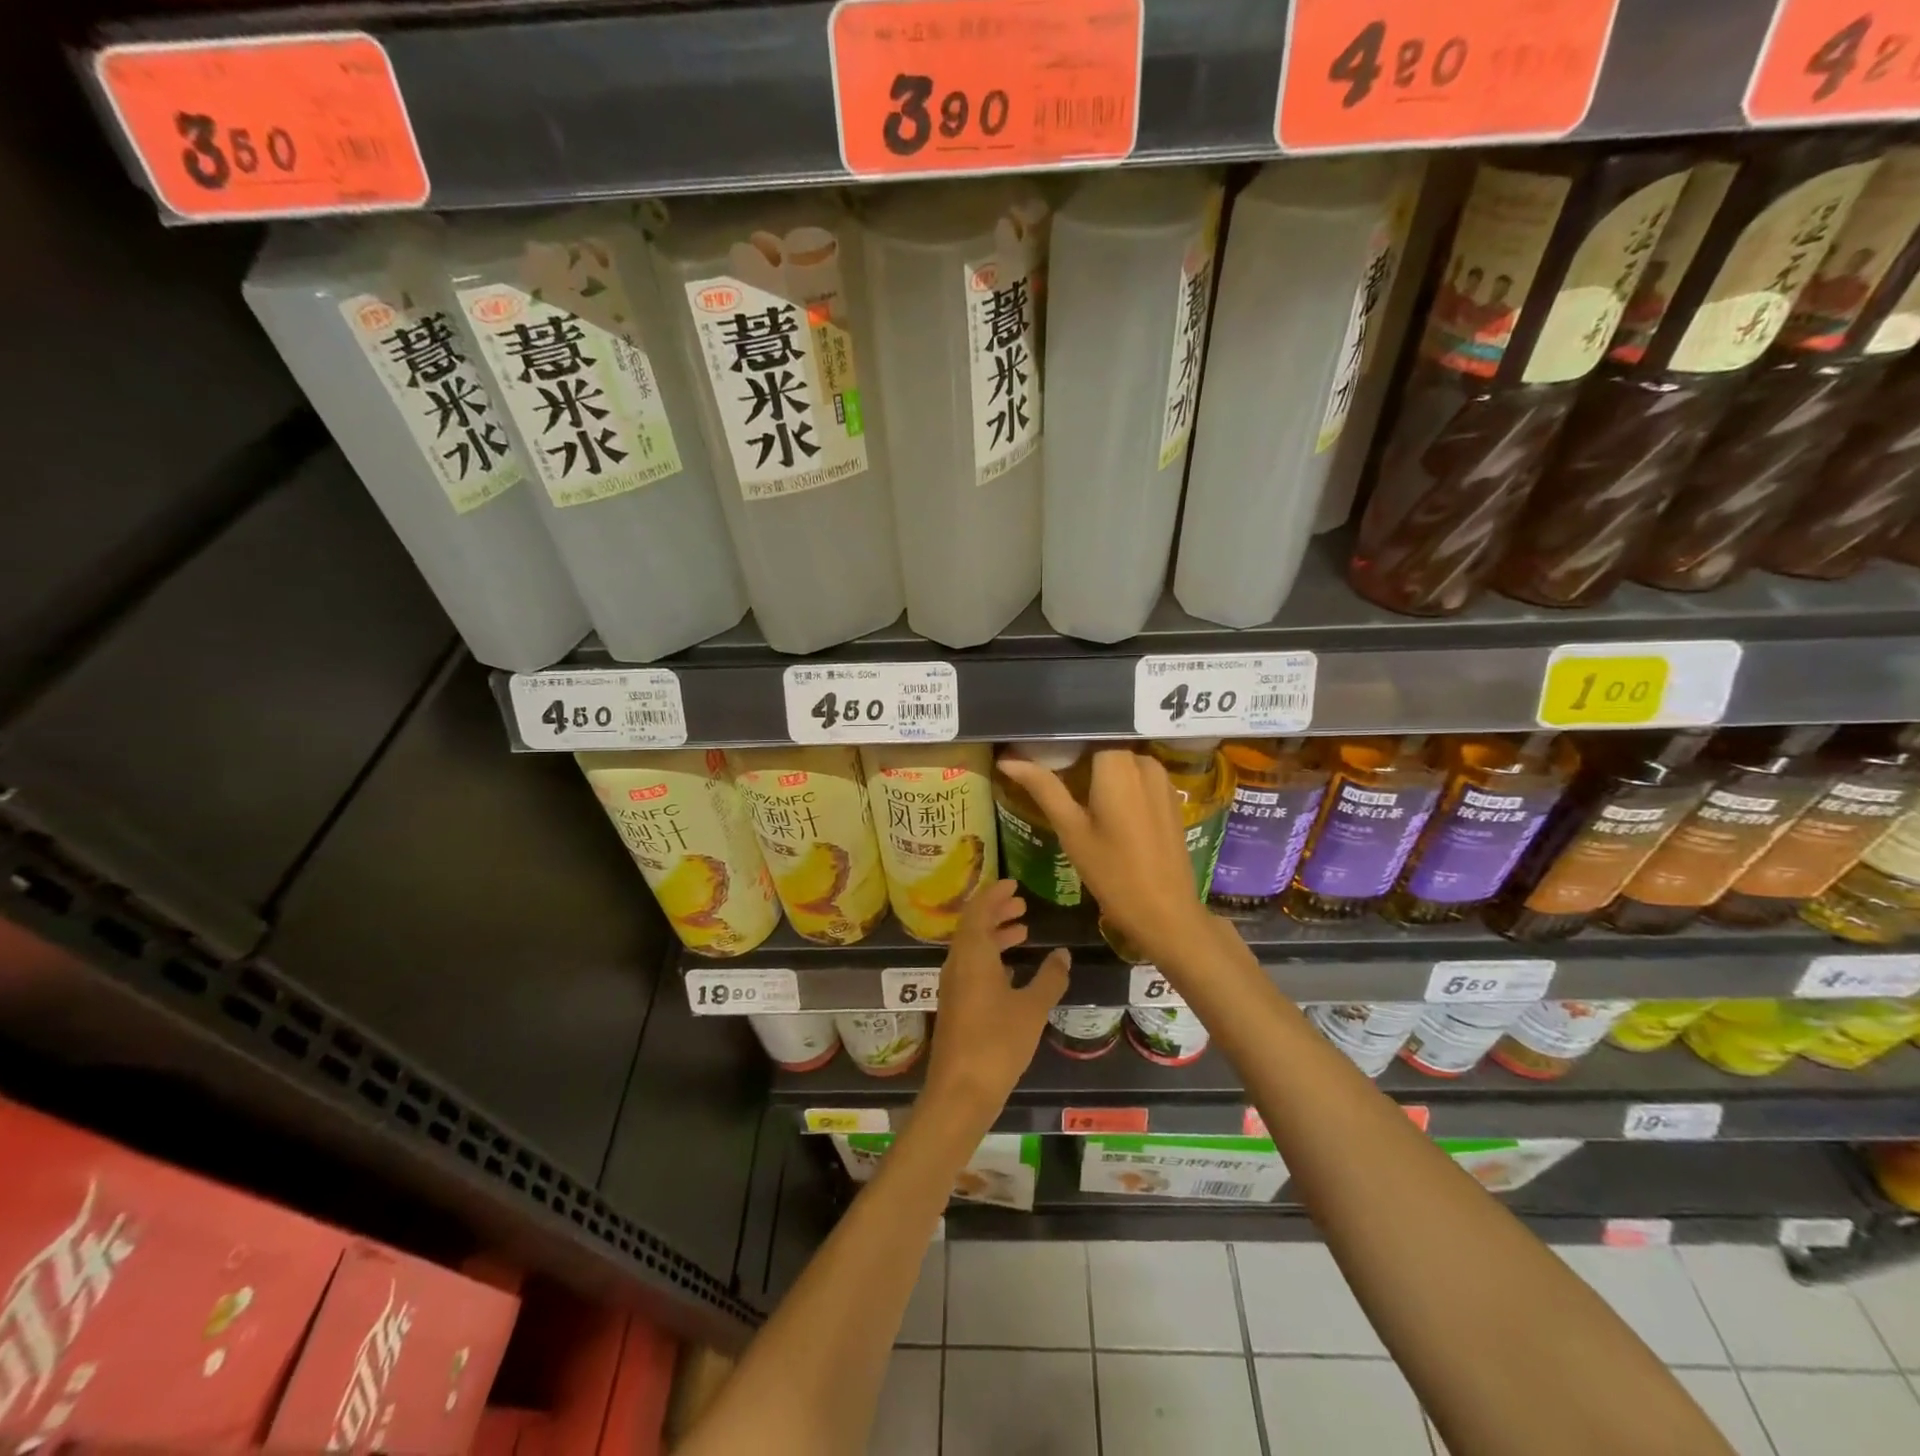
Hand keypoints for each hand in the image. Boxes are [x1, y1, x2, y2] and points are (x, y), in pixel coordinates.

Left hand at [923, 879, 1069, 1125]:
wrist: (960, 1091)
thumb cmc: (997, 1043)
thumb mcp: (1032, 1008)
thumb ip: (1050, 978)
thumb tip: (1062, 953)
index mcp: (972, 955)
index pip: (978, 910)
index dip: (994, 894)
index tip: (1013, 883)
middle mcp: (957, 964)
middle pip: (973, 926)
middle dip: (996, 911)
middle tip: (1021, 904)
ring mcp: (953, 986)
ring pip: (971, 947)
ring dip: (994, 934)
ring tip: (1022, 931)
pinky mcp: (956, 1005)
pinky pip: (971, 966)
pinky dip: (990, 957)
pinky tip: (1011, 970)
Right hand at [996, 747, 1215, 964]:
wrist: (1165, 912)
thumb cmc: (1112, 871)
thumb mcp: (1071, 829)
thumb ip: (1043, 788)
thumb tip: (1007, 761)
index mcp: (1118, 764)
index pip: (1085, 734)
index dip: (1062, 744)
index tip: (1041, 758)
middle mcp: (1145, 762)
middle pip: (1104, 748)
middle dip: (1080, 759)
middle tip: (1054, 782)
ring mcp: (1163, 780)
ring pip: (1122, 763)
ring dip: (1101, 774)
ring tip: (1077, 798)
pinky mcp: (1171, 799)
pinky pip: (1140, 779)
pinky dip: (1121, 786)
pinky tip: (1107, 812)